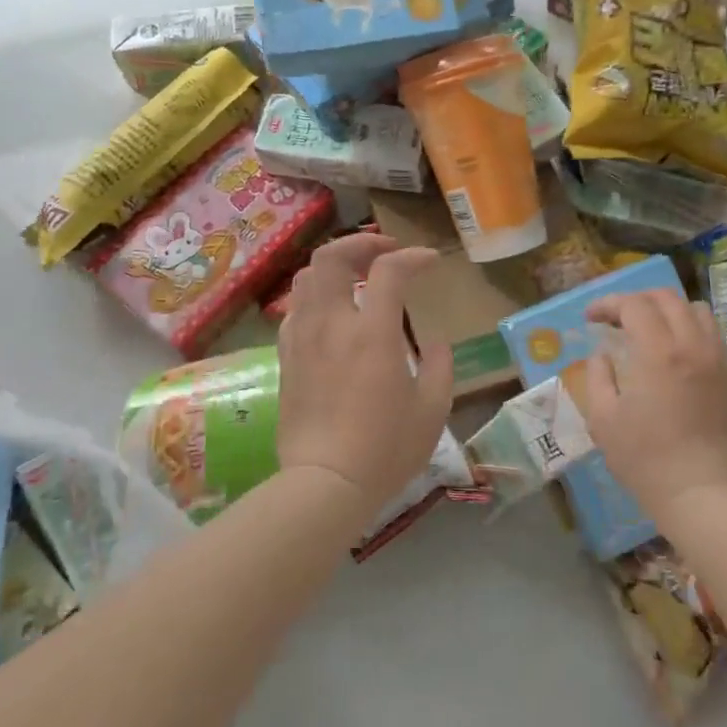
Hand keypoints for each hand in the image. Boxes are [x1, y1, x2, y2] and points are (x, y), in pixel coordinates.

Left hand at [277, 233, 454, 509]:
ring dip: (334, 267)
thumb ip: (440, 364)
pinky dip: (316, 297)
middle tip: (385, 253)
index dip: (412, 257)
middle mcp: (332, 324)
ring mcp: (302, 339)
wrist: (325, 483)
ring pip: (306, 277)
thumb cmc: (386, 449)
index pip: (388, 270)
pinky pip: (295, 309)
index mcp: (372, 333)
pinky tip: (332, 315)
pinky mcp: (286, 357)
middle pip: (331, 257)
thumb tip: (435, 340)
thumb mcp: (432, 409)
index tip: (429, 262)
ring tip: (357, 278)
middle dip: (361, 243)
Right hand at [575, 289, 726, 524]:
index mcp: (658, 352)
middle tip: (615, 319)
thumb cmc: (644, 458)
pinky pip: (712, 333)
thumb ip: (598, 376)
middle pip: (666, 298)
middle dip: (636, 300)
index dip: (608, 304)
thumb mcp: (602, 418)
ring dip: (667, 310)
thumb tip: (603, 355)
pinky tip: (675, 350)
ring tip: (648, 329)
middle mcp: (693, 344)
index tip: (591, 318)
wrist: (700, 492)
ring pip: (696, 310)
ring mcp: (717, 358)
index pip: (633, 305)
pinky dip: (690, 327)